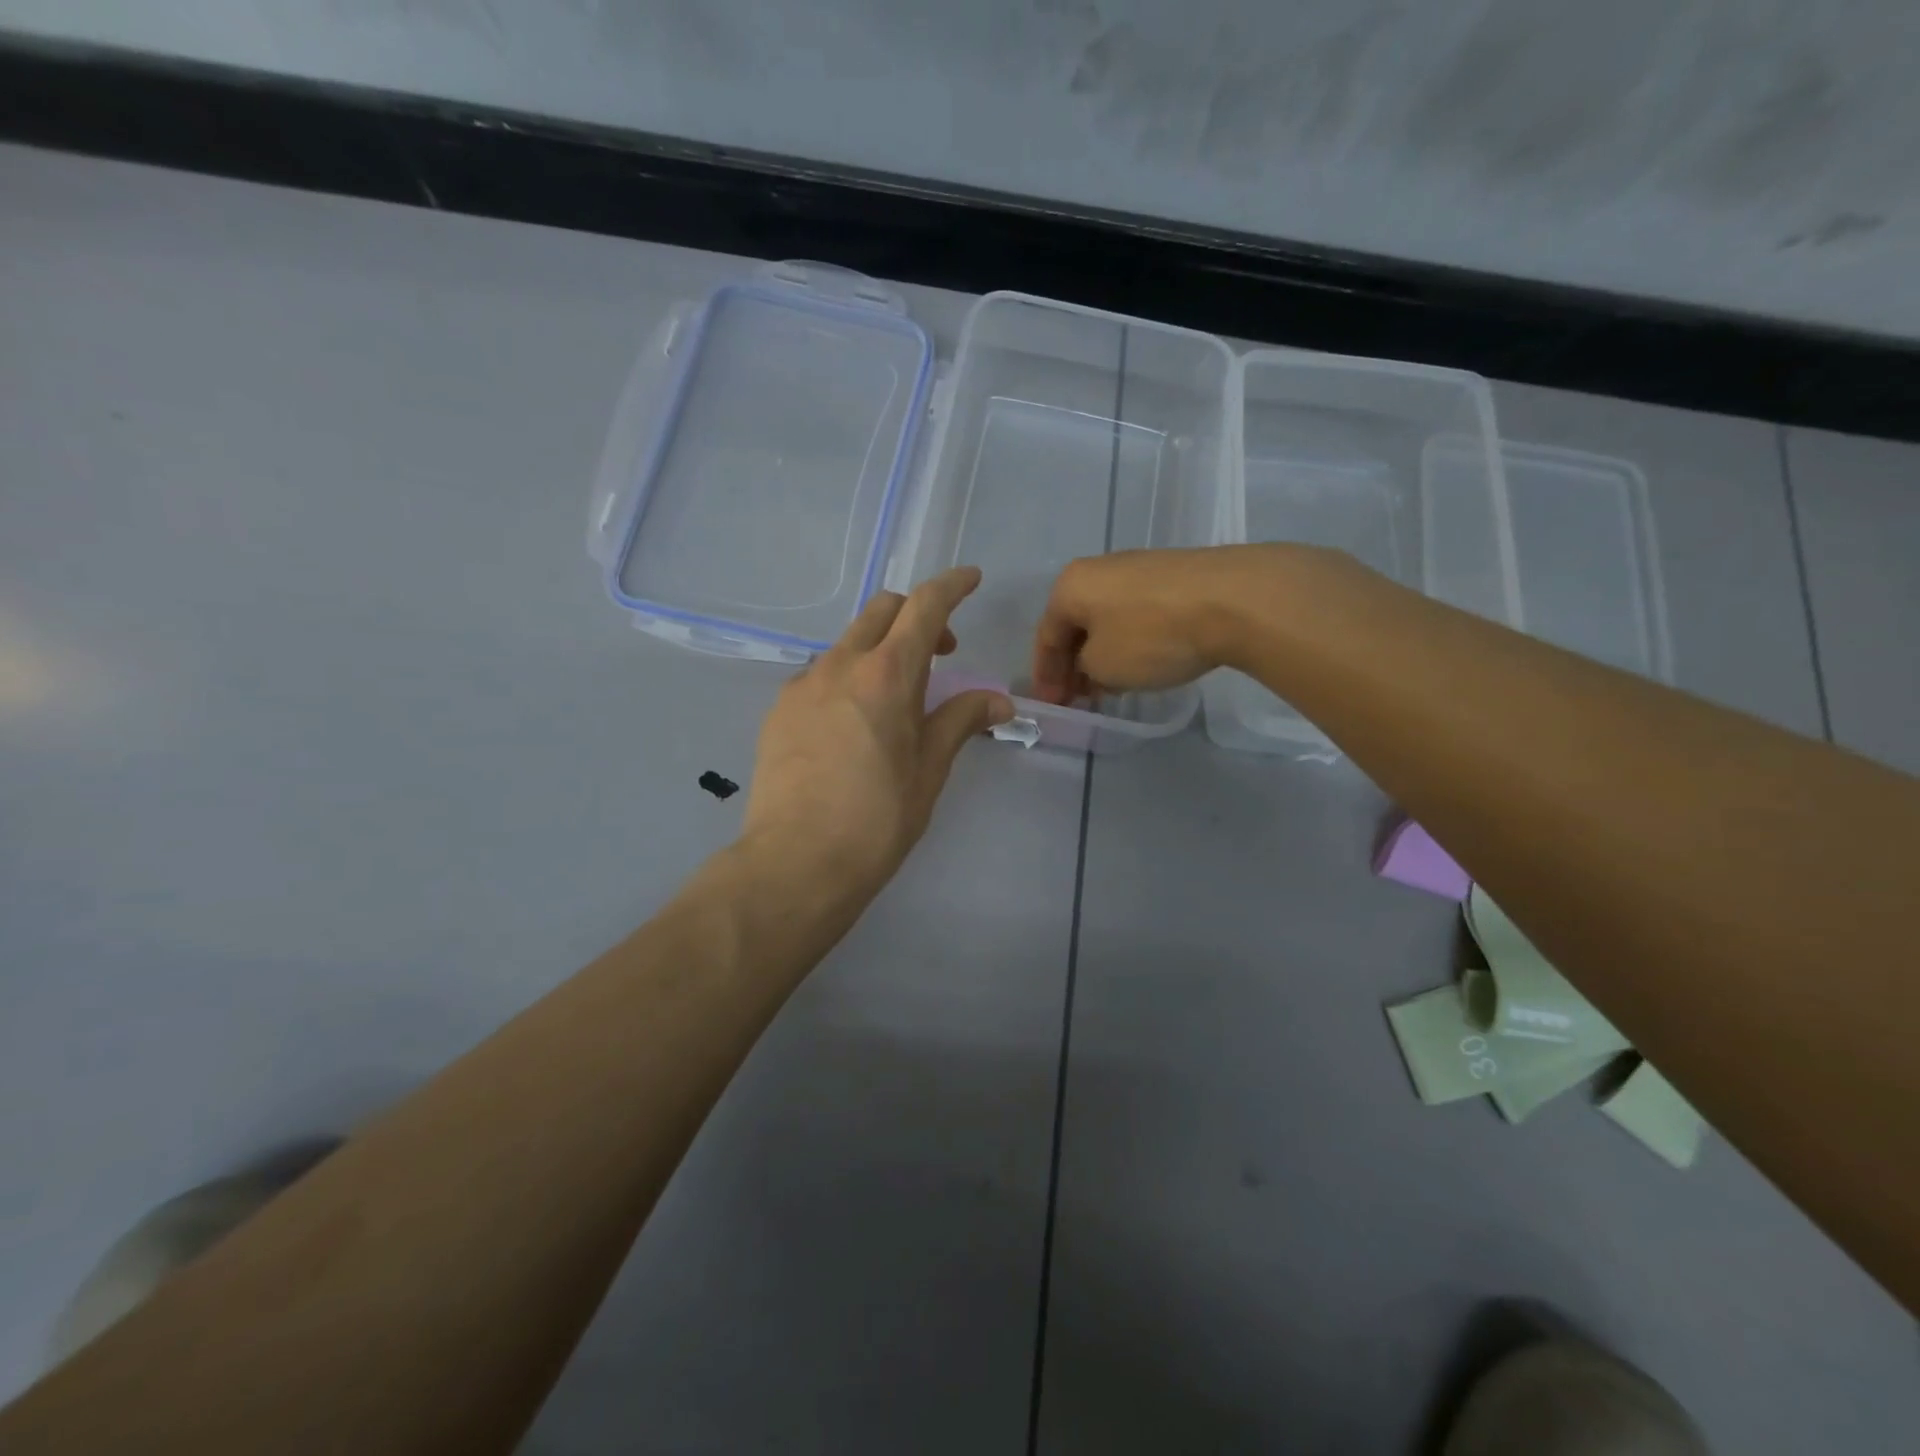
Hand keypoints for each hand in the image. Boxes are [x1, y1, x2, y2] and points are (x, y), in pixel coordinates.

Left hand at [743, 567, 1014, 902]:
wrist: (796, 861)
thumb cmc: (877, 819)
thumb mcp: (929, 769)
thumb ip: (960, 721)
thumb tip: (999, 701)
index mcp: (887, 675)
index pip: (924, 607)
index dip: (951, 586)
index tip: (971, 578)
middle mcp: (840, 665)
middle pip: (882, 610)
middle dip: (916, 615)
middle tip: (942, 652)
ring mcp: (802, 685)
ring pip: (848, 642)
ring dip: (879, 648)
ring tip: (896, 696)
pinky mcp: (778, 710)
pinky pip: (820, 674)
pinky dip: (847, 676)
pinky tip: (852, 721)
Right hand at [1031, 546, 1288, 704]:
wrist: (1233, 599)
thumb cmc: (1151, 635)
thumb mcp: (1103, 666)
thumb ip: (1084, 670)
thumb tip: (1092, 666)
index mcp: (1070, 586)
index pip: (1045, 636)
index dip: (1045, 675)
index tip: (1051, 706)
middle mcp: (1098, 569)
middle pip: (1075, 625)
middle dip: (1073, 665)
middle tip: (1076, 699)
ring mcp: (1138, 569)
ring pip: (1106, 619)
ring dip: (1101, 655)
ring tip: (1107, 687)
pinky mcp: (1172, 576)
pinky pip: (1136, 614)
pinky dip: (1129, 641)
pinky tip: (1140, 664)